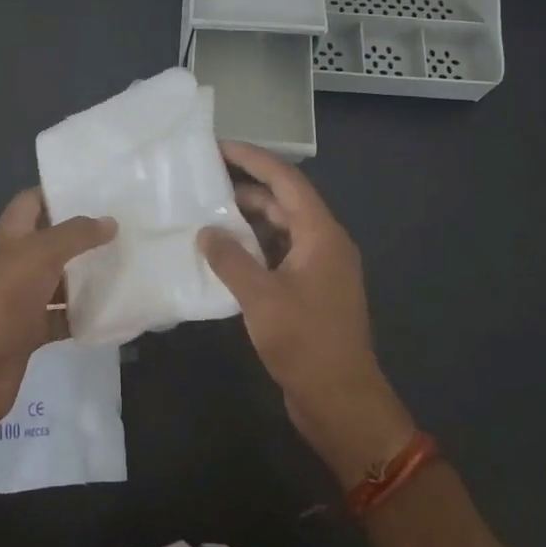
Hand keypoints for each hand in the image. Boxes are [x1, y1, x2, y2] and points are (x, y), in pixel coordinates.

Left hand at [0, 189, 115, 429]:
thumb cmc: (0, 302)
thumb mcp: (39, 256)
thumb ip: (75, 235)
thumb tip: (109, 221)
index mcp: (7, 237)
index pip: (32, 202)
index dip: (59, 192)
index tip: (99, 190)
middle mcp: (11, 264)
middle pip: (48, 241)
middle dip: (81, 235)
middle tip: (123, 227)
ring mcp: (18, 300)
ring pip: (57, 280)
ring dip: (85, 275)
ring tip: (126, 263)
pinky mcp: (27, 333)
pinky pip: (59, 318)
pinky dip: (81, 315)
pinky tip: (110, 310)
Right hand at [198, 142, 413, 483]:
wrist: (341, 400)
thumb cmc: (305, 342)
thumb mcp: (261, 298)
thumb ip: (230, 259)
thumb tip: (206, 231)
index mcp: (321, 234)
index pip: (286, 181)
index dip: (253, 159)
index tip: (220, 146)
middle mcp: (324, 243)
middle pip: (284, 202)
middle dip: (246, 187)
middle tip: (204, 179)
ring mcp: (318, 268)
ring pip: (280, 229)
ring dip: (247, 220)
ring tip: (207, 211)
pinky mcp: (309, 291)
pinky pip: (279, 255)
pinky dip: (253, 248)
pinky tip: (223, 252)